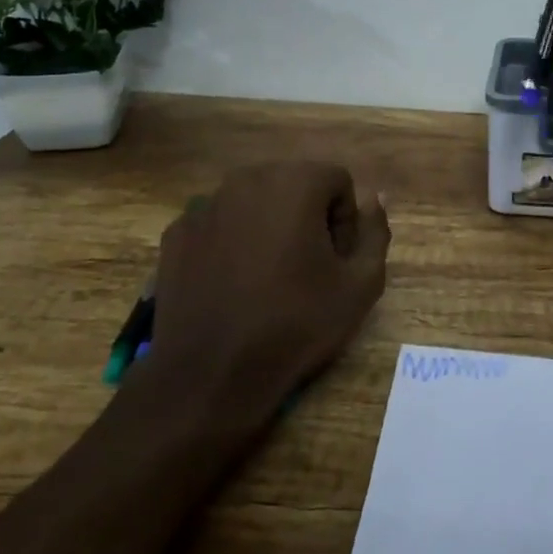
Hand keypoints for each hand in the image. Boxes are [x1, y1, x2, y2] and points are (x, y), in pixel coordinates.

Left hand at [133, 161, 389, 420]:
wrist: (210, 374)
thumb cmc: (295, 324)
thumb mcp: (361, 285)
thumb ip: (375, 231)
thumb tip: (374, 198)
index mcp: (295, 183)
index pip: (337, 181)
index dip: (345, 221)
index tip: (336, 261)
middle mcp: (247, 180)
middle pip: (294, 184)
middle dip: (307, 216)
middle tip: (307, 268)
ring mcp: (205, 204)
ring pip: (255, 201)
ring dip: (269, 226)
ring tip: (268, 276)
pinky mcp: (177, 232)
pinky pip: (219, 222)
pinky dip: (232, 241)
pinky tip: (232, 283)